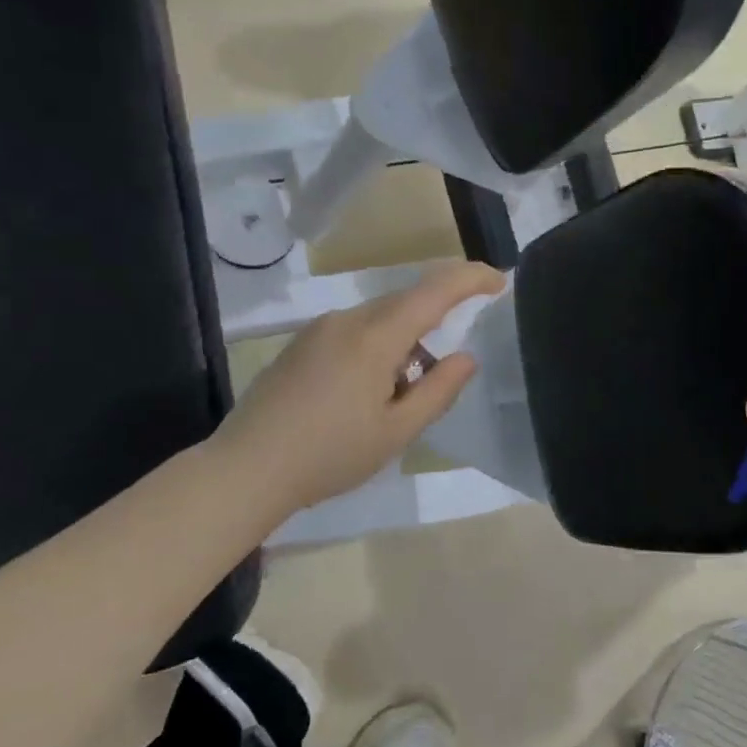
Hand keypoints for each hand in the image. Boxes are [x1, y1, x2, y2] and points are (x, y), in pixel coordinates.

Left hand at [212, 260, 505, 513]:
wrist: (247, 468)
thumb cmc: (329, 455)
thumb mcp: (396, 431)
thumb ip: (438, 390)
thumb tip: (467, 357)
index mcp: (375, 337)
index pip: (434, 290)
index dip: (470, 279)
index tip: (499, 281)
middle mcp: (347, 319)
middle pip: (406, 303)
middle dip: (435, 323)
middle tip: (442, 372)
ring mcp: (319, 328)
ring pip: (379, 319)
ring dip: (403, 344)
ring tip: (398, 398)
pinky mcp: (301, 343)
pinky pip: (354, 331)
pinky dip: (376, 349)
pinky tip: (365, 394)